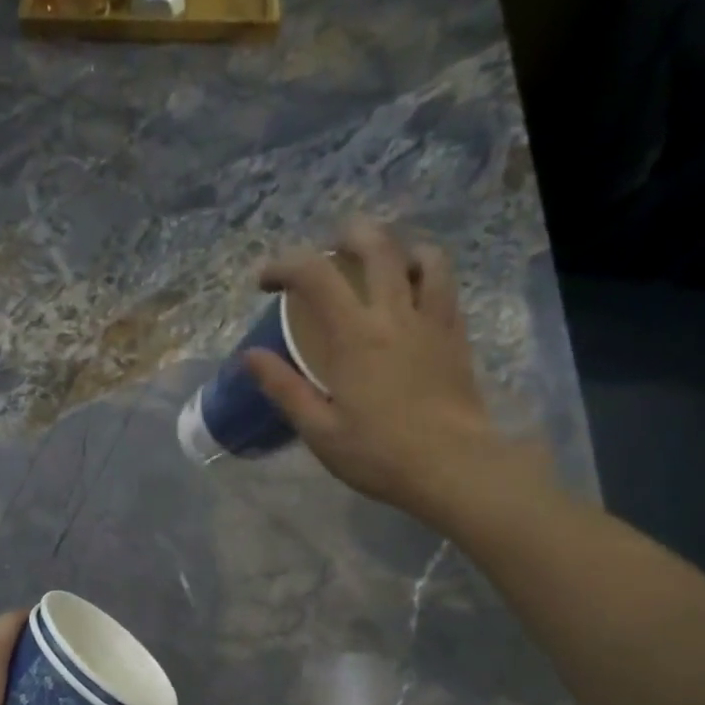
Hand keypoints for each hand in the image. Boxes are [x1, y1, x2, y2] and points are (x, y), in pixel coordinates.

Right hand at [245, 219, 556, 528]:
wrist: (453, 467)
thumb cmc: (379, 454)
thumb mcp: (319, 430)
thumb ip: (284, 388)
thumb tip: (249, 357)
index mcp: (354, 336)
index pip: (315, 274)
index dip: (284, 265)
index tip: (266, 283)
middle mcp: (395, 314)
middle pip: (375, 245)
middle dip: (345, 237)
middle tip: (326, 254)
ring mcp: (432, 320)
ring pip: (422, 256)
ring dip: (396, 248)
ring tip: (379, 265)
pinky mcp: (456, 335)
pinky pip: (445, 285)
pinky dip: (425, 274)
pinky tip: (412, 295)